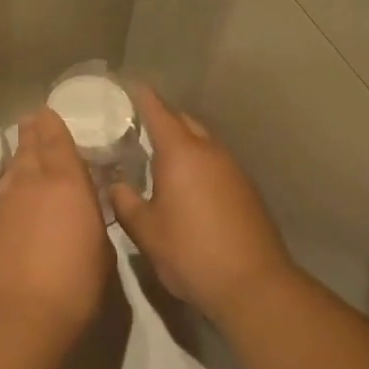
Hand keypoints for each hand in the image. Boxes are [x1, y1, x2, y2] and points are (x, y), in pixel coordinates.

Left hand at [0, 108, 112, 346]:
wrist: (22, 318)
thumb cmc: (76, 286)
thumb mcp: (101, 249)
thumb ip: (90, 219)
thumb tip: (81, 211)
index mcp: (67, 184)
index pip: (56, 142)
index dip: (51, 125)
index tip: (45, 112)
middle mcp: (31, 185)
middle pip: (29, 149)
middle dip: (31, 132)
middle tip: (30, 119)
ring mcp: (3, 205)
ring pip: (11, 171)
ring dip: (18, 158)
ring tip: (21, 151)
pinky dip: (7, 189)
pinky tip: (10, 195)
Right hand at [110, 85, 293, 324]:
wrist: (253, 284)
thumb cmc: (191, 252)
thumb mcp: (146, 230)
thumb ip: (125, 201)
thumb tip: (115, 183)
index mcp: (181, 153)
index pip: (158, 111)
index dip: (142, 96)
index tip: (129, 84)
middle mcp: (210, 151)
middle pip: (184, 121)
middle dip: (163, 117)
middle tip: (138, 124)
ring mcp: (233, 169)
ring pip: (203, 141)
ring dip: (183, 140)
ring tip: (160, 154)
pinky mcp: (246, 189)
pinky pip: (216, 161)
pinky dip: (198, 161)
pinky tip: (187, 183)